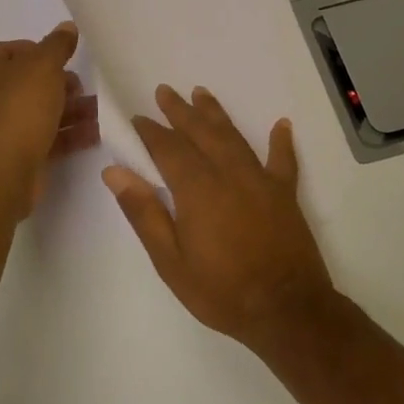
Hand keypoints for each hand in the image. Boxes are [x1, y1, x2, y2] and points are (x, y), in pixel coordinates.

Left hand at [0, 23, 99, 217]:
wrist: (1, 171)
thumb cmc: (18, 106)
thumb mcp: (43, 65)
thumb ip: (58, 45)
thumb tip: (67, 26)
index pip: (15, 49)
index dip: (44, 53)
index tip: (68, 62)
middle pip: (28, 82)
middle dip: (61, 85)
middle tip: (83, 88)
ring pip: (38, 111)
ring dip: (70, 110)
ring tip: (99, 111)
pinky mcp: (11, 153)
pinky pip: (43, 136)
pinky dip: (67, 133)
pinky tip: (95, 133)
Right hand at [102, 85, 334, 342]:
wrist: (288, 311)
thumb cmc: (222, 290)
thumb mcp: (170, 261)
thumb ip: (144, 213)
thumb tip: (115, 172)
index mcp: (197, 188)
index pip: (168, 148)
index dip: (151, 131)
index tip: (137, 117)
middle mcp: (228, 173)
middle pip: (200, 132)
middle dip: (180, 111)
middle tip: (165, 91)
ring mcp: (260, 180)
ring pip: (233, 137)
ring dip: (215, 114)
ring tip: (201, 93)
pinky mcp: (285, 194)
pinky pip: (283, 160)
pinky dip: (281, 141)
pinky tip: (281, 124)